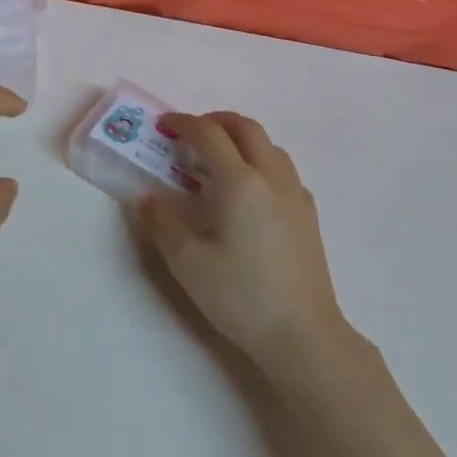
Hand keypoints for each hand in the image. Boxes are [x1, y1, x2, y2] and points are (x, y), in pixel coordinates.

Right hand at [132, 112, 344, 373]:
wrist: (303, 335)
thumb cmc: (241, 296)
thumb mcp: (187, 263)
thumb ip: (162, 223)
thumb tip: (147, 198)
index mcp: (240, 182)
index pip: (209, 134)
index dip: (184, 123)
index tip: (164, 125)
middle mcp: (271, 177)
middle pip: (245, 127)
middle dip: (215, 121)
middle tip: (191, 133)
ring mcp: (295, 194)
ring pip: (268, 145)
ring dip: (240, 139)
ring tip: (218, 161)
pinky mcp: (308, 214)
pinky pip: (282, 169)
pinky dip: (260, 161)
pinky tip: (248, 192)